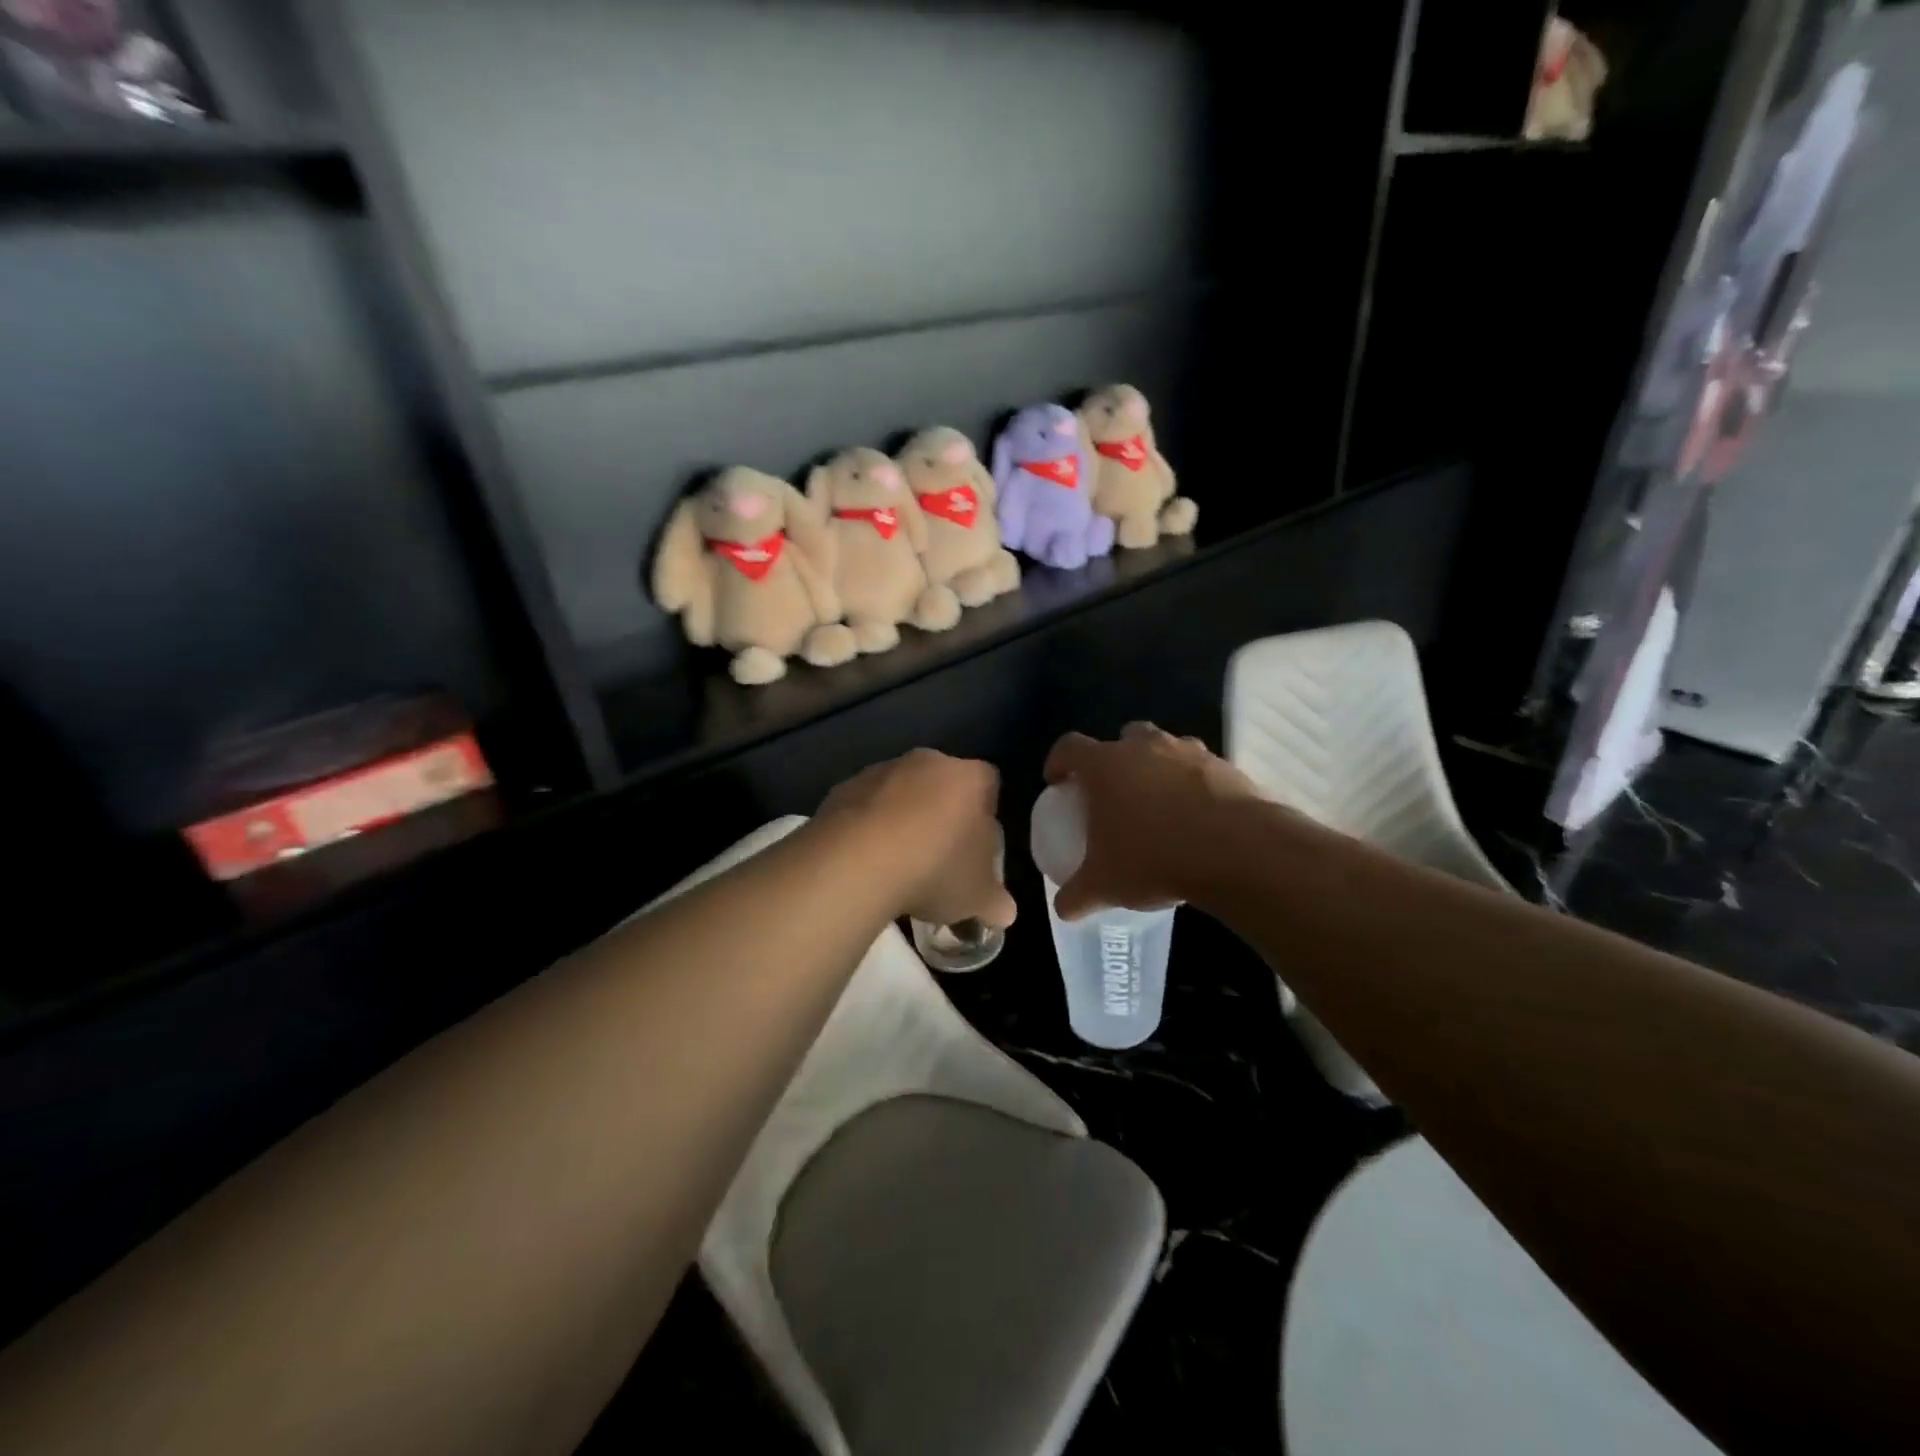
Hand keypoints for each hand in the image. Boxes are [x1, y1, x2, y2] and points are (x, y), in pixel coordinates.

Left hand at [817, 749, 1015, 929]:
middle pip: (942, 785)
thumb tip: (1003, 911)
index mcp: (970, 778)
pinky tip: (865, 862)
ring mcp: (881, 771)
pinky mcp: (843, 788)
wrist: (856, 862)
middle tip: (938, 858)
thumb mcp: (978, 897)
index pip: (989, 785)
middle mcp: (927, 762)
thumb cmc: (935, 869)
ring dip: (901, 820)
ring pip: (900, 794)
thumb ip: (996, 901)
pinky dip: (867, 828)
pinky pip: (864, 807)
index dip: (985, 815)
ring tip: (896, 866)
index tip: (975, 849)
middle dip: (942, 816)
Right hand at [1043, 723, 1263, 918]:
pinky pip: (1201, 769)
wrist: (1237, 851)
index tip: (1057, 782)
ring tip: (1159, 805)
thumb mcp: (1105, 885)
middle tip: (1114, 792)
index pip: (1069, 747)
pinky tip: (1197, 819)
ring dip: (1158, 768)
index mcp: (1105, 765)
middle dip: (1116, 759)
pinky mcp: (1226, 766)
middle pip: (1122, 738)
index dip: (1058, 762)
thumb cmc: (1154, 858)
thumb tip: (1063, 908)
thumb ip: (1077, 895)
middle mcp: (1144, 747)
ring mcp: (1188, 752)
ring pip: (1165, 748)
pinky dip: (1194, 785)